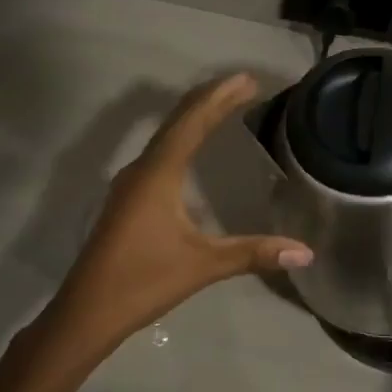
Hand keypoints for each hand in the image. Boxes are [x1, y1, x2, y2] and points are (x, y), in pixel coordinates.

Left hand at [50, 73, 313, 348]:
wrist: (86, 311)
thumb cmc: (143, 281)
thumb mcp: (203, 266)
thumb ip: (253, 253)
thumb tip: (305, 253)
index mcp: (158, 173)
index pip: (192, 122)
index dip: (220, 97)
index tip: (247, 79)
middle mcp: (141, 169)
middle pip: (177, 121)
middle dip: (210, 100)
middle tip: (242, 85)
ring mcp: (129, 183)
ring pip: (165, 136)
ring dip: (193, 117)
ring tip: (221, 106)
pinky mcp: (126, 199)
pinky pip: (158, 154)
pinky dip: (180, 139)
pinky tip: (189, 149)